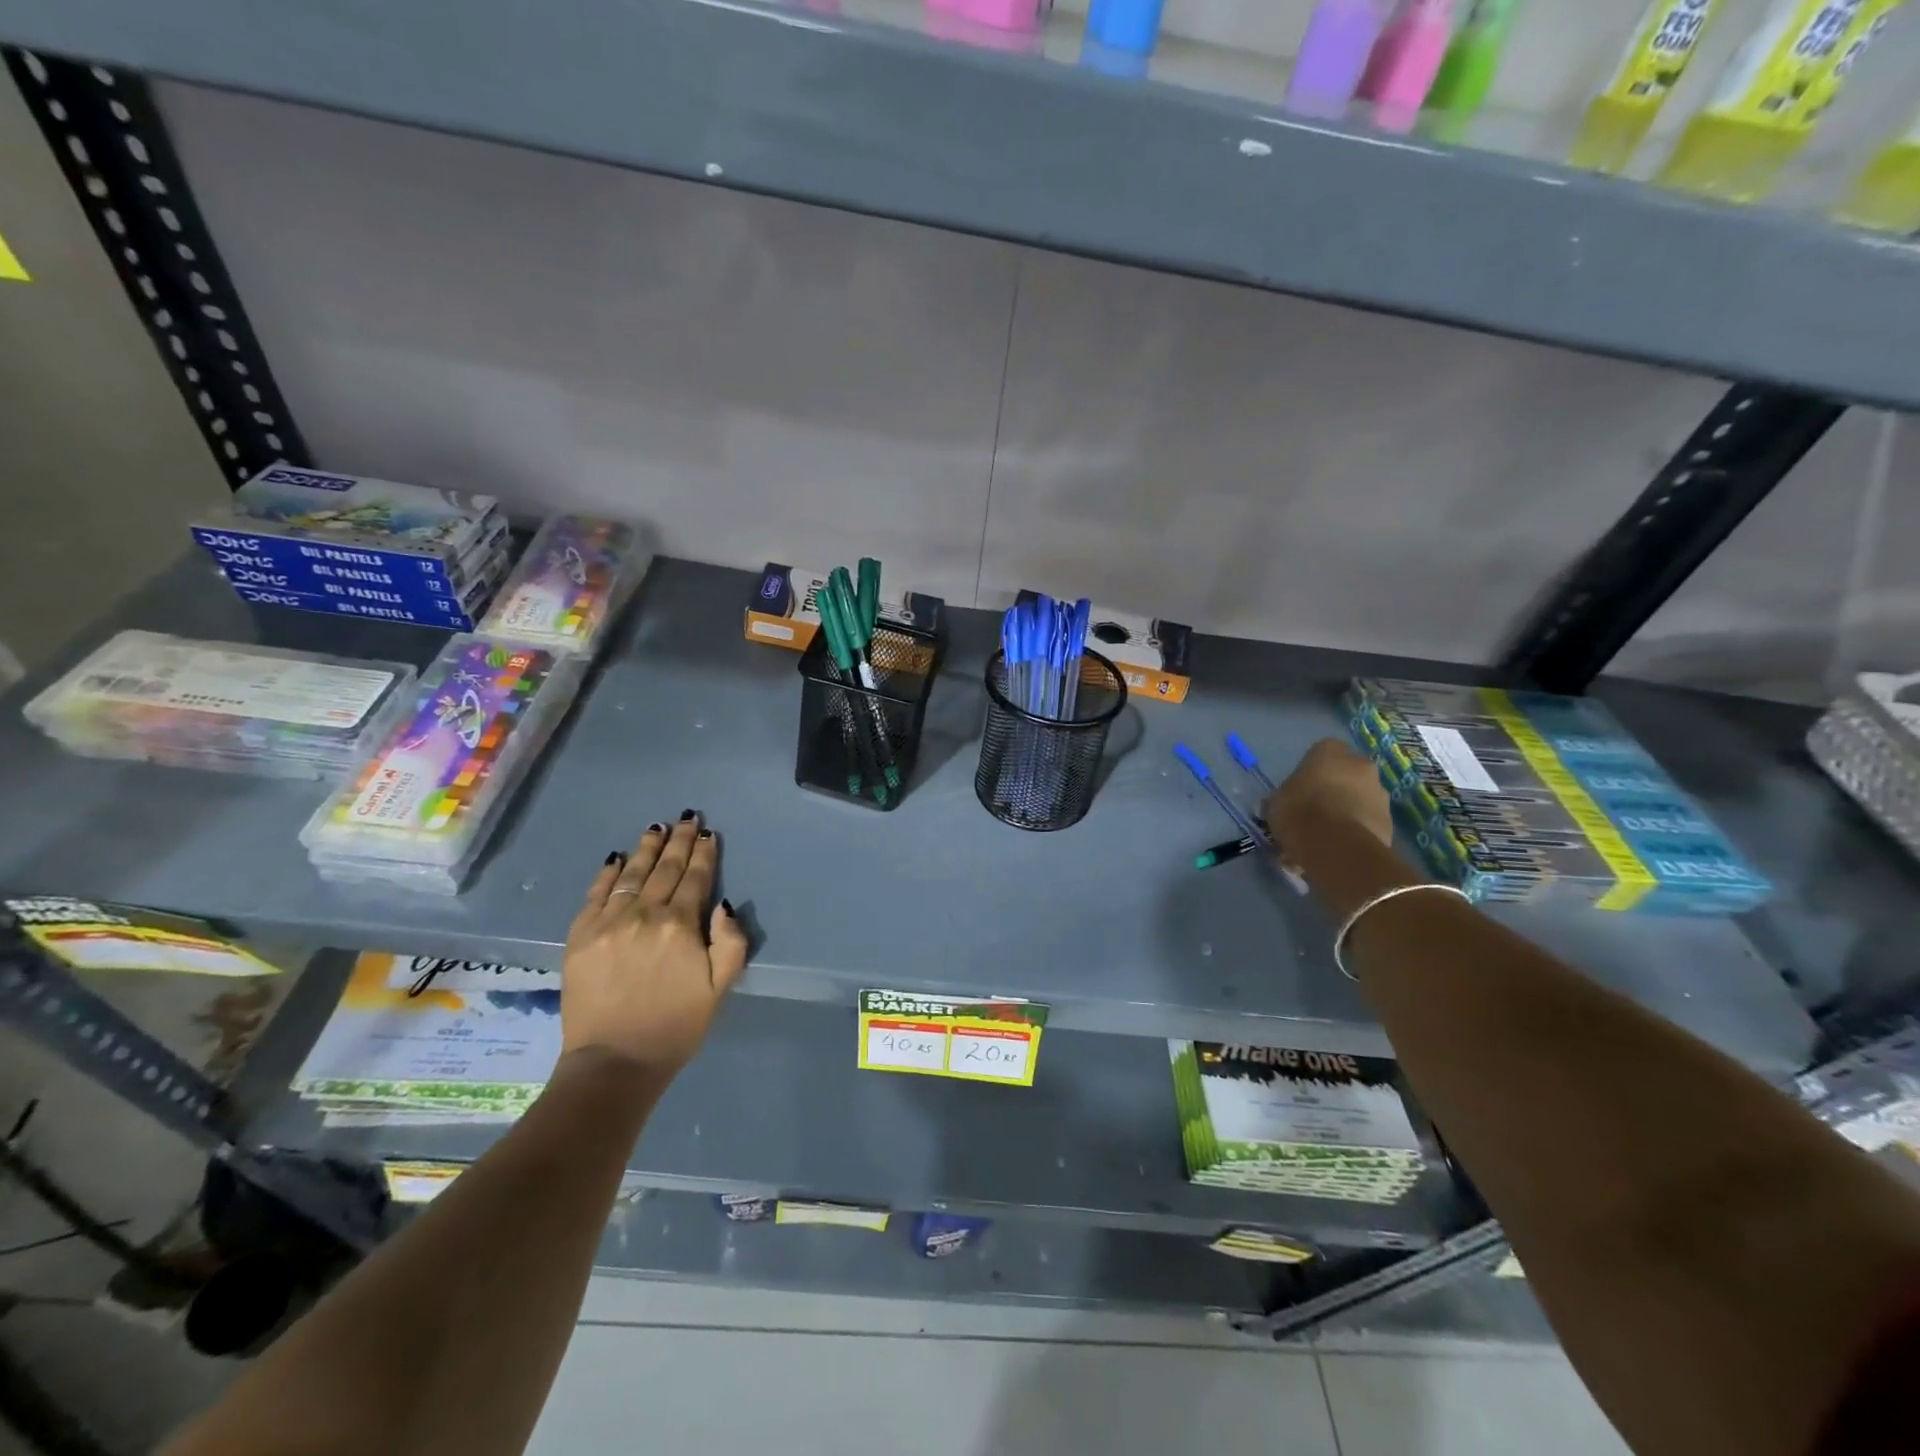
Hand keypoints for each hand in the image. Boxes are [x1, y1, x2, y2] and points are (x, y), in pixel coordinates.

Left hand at [561, 813, 749, 1077]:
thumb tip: (724, 904)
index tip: (709, 834)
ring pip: (631, 874)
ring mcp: (608, 923)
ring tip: (657, 828)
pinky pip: (595, 894)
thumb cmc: (676, 1026)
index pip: (696, 879)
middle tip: (687, 818)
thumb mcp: (721, 988)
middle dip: (679, 841)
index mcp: (680, 926)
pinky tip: (617, 858)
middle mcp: (644, 914)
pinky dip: (607, 873)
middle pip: (665, 869)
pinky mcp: (579, 936)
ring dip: (647, 849)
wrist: (614, 1063)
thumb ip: (731, 942)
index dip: (704, 854)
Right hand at [1263, 738, 1393, 871]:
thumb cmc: (1298, 810)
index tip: (1300, 788)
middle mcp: (1361, 764)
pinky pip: (1367, 822)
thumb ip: (1284, 796)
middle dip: (1334, 790)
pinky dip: (1355, 831)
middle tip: (1314, 811)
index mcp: (1330, 751)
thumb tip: (1282, 804)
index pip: (1321, 752)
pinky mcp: (1389, 821)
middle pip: (1346, 775)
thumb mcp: (1276, 801)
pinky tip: (1337, 848)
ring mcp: (1380, 793)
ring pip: (1359, 799)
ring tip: (1325, 837)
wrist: (1335, 845)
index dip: (1310, 772)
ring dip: (1347, 811)